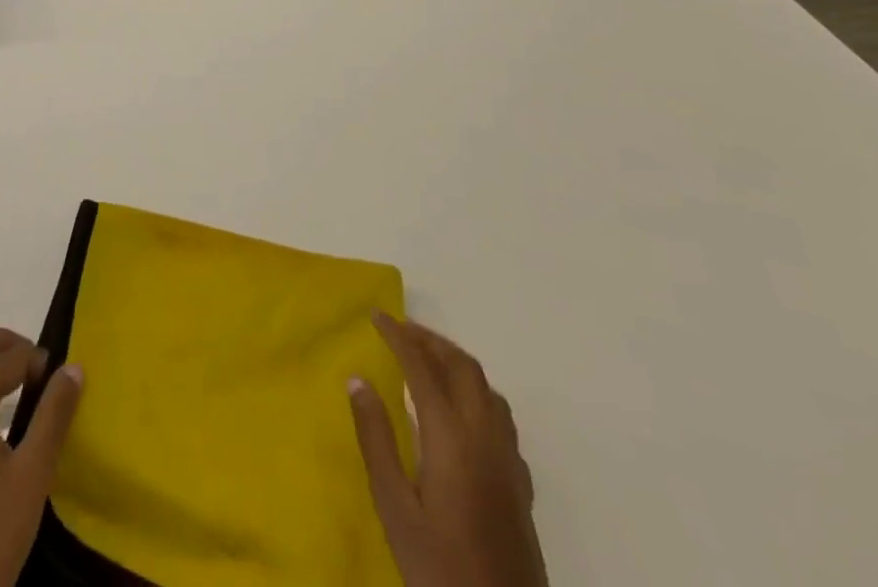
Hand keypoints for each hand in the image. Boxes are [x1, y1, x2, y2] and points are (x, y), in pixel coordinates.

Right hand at [348, 311, 546, 586]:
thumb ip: (376, 439)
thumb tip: (357, 380)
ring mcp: (508, 461)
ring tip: (428, 360)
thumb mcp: (394, 507)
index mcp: (451, 437)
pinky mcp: (520, 485)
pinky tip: (461, 413)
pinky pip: (501, 418)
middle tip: (400, 330)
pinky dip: (476, 394)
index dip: (398, 336)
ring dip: (456, 363)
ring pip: (487, 389)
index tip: (376, 315)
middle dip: (431, 340)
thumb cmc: (439, 566)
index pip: (422, 367)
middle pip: (463, 368)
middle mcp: (485, 437)